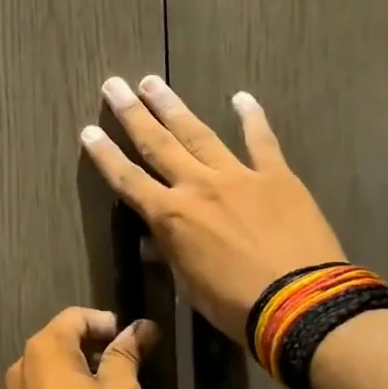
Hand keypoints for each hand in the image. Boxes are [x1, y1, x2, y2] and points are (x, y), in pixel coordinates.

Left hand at [5, 307, 158, 388]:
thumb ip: (128, 352)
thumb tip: (142, 326)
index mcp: (45, 348)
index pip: (78, 316)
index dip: (110, 323)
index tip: (136, 343)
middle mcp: (23, 364)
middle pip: (64, 338)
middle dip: (99, 346)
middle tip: (132, 366)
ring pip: (56, 366)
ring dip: (86, 370)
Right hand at [81, 77, 345, 339]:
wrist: (299, 303)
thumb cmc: (236, 305)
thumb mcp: (190, 284)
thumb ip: (173, 251)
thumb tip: (158, 235)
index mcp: (172, 217)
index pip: (129, 181)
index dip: (106, 156)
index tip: (88, 131)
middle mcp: (198, 186)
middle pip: (157, 144)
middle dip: (132, 114)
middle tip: (115, 84)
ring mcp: (238, 176)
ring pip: (199, 134)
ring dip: (174, 107)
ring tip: (153, 83)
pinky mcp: (276, 175)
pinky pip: (261, 141)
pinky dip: (252, 118)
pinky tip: (241, 97)